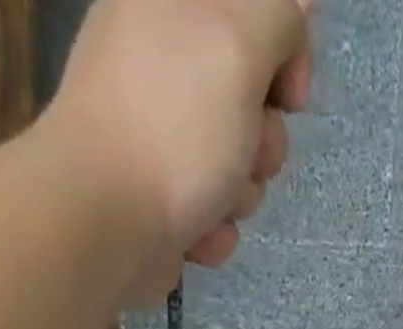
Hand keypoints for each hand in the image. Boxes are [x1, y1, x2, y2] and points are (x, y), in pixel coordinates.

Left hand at [49, 0, 312, 302]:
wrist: (108, 222)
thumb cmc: (174, 127)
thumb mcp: (238, 44)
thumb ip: (277, 15)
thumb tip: (294, 12)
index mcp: (174, 7)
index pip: (255, 15)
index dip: (285, 56)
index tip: (286, 98)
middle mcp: (165, 64)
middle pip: (254, 103)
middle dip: (262, 141)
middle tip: (242, 152)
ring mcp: (163, 135)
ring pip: (239, 164)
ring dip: (239, 193)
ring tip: (211, 201)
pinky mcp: (164, 197)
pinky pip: (216, 211)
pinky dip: (214, 227)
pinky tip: (195, 231)